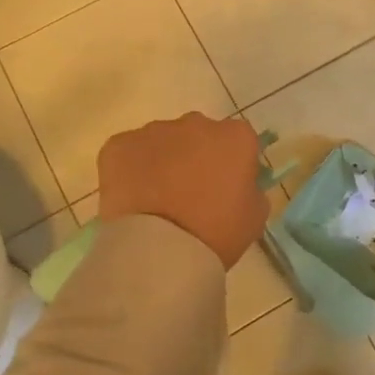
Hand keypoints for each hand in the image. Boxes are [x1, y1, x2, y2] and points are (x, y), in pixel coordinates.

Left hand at [97, 113, 268, 269]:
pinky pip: (129, 152)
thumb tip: (240, 185)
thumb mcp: (254, 216)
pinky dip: (131, 169)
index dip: (233, 164)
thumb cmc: (216, 234)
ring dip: (164, 161)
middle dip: (197, 156)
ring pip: (163, 141)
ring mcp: (155, 131)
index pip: (239, 141)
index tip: (226, 188)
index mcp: (236, 137)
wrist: (159, 250)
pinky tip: (133, 197)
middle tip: (191, 193)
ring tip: (157, 199)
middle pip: (200, 135)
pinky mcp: (119, 144)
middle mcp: (196, 123)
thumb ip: (251, 190)